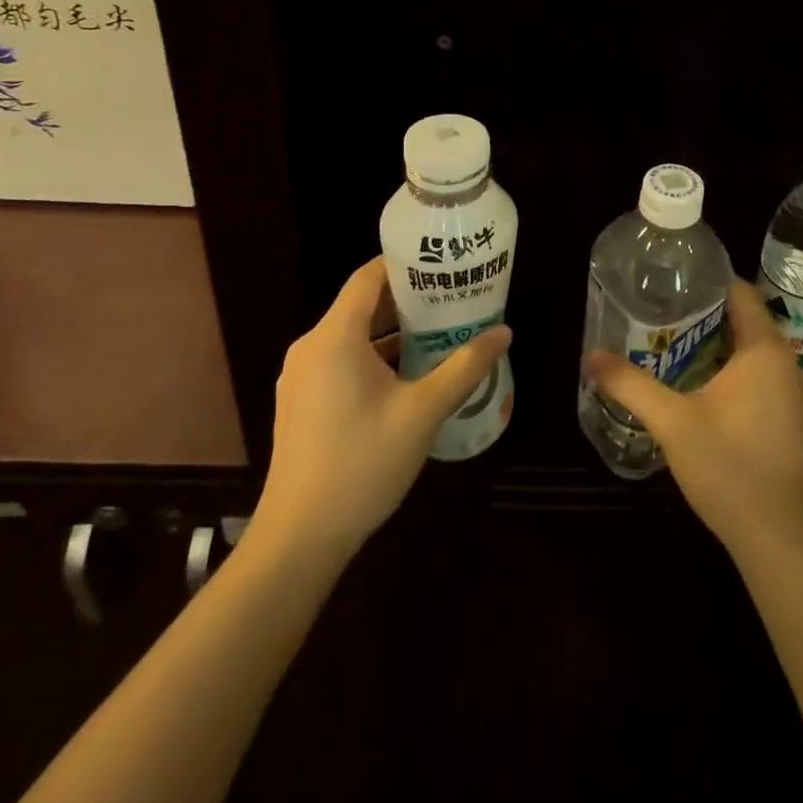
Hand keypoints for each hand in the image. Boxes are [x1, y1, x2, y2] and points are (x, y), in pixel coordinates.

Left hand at [249, 256, 510, 562]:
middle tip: (452, 296)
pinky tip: (409, 375)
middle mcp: (311, 348)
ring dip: (392, 331)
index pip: (368, 277)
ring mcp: (301, 378)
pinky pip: (341, 361)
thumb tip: (504, 333)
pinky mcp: (301, 403)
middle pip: (361, 305)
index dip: (403, 264)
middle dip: (407, 299)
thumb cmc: (361, 464)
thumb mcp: (423, 412)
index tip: (441, 262)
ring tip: (439, 331)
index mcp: (334, 337)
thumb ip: (465, 368)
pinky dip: (374, 356)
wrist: (298, 539)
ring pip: (352, 336)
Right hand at [585, 279, 802, 563]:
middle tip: (659, 310)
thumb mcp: (672, 422)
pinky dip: (730, 369)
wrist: (782, 540)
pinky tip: (697, 386)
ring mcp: (792, 393)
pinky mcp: (790, 419)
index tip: (669, 280)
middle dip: (702, 312)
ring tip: (670, 342)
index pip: (739, 291)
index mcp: (764, 349)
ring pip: (750, 350)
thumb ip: (630, 384)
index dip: (705, 280)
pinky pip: (758, 375)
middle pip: (743, 319)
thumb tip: (591, 355)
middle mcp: (785, 362)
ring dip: (715, 343)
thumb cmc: (730, 468)